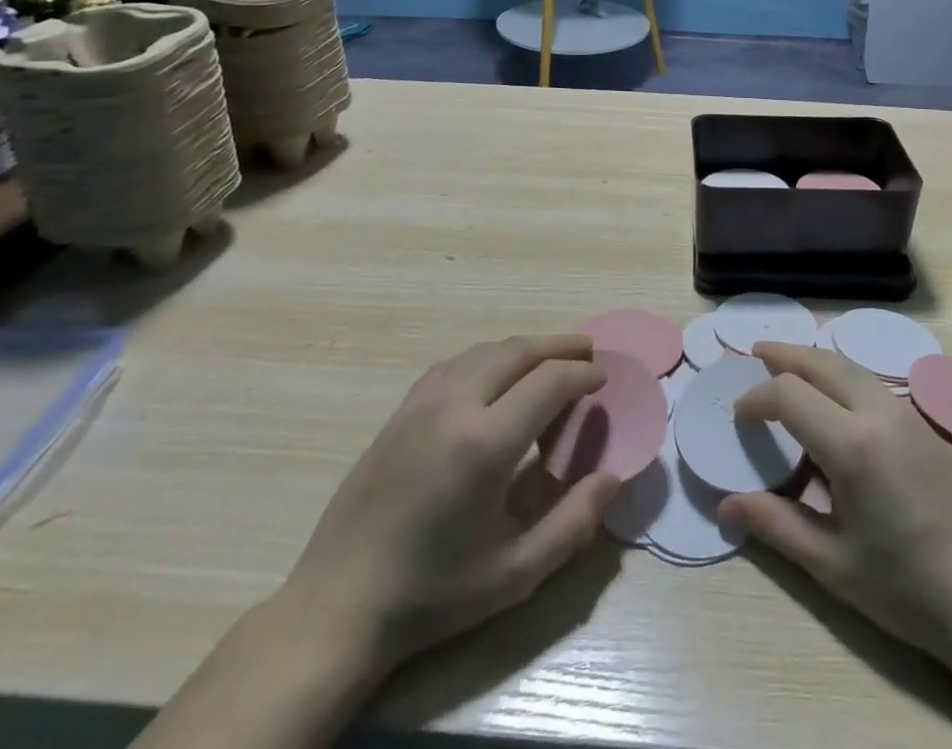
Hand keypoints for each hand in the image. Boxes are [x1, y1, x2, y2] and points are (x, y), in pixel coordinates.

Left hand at [274, 334, 620, 679]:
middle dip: (559, 347)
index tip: (603, 380)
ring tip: (549, 362)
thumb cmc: (433, 593)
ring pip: (485, 351)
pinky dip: (488, 358)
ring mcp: (422, 402)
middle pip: (518, 351)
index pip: (549, 381)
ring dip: (524, 349)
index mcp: (485, 442)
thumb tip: (613, 478)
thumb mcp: (514, 573)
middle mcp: (455, 405)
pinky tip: (495, 378)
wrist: (338, 605)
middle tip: (587, 353)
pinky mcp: (401, 410)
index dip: (582, 375)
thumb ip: (572, 523)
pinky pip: (456, 363)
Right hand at [717, 343, 951, 668]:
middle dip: (786, 355)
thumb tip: (724, 506)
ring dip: (816, 361)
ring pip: (852, 367)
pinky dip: (843, 376)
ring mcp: (908, 415)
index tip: (739, 415)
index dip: (757, 397)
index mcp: (853, 444)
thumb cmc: (907, 588)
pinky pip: (873, 383)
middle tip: (756, 352)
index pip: (790, 394)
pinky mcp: (925, 426)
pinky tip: (836, 400)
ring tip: (790, 367)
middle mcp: (880, 413)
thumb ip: (776, 526)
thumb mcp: (833, 564)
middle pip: (823, 363)